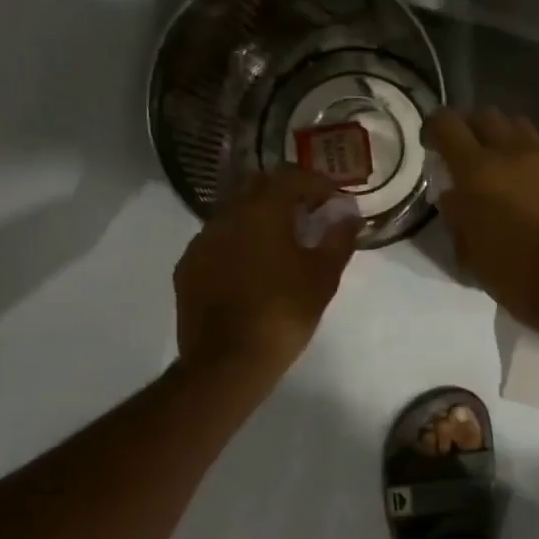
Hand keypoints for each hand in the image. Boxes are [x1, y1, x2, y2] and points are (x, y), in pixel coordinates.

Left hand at [175, 165, 359, 383]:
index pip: (290, 177)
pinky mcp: (187, 267)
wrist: (227, 361)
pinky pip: (215, 241)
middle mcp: (226, 215)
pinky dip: (236, 242)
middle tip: (306, 213)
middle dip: (283, 193)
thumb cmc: (283, 313)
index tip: (332, 199)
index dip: (315, 183)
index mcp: (262, 211)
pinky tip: (249, 267)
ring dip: (256, 217)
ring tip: (278, 242)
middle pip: (256, 186)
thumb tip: (350, 216)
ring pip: (232, 212)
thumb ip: (339, 239)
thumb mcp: (323, 277)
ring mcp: (201, 241)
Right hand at [425, 108, 538, 331]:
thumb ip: (456, 214)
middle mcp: (514, 153)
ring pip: (522, 128)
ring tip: (505, 168)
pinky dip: (536, 166)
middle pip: (487, 115)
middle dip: (473, 129)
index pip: (447, 123)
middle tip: (469, 154)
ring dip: (507, 140)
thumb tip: (454, 193)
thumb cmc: (514, 275)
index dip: (435, 126)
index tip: (432, 142)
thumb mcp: (468, 252)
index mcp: (478, 171)